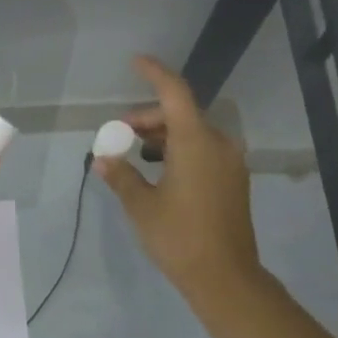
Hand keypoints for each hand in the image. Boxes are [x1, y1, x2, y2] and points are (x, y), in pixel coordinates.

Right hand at [96, 55, 260, 308]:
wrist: (225, 276)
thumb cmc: (179, 237)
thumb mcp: (141, 205)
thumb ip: (121, 175)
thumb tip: (103, 159)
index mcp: (196, 142)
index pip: (175, 93)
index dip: (155, 73)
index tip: (135, 61)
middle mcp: (219, 144)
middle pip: (182, 114)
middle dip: (149, 118)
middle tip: (120, 134)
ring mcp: (230, 163)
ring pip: (193, 133)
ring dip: (164, 136)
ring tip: (135, 153)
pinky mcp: (234, 180)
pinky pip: (204, 150)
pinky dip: (180, 150)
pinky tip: (159, 170)